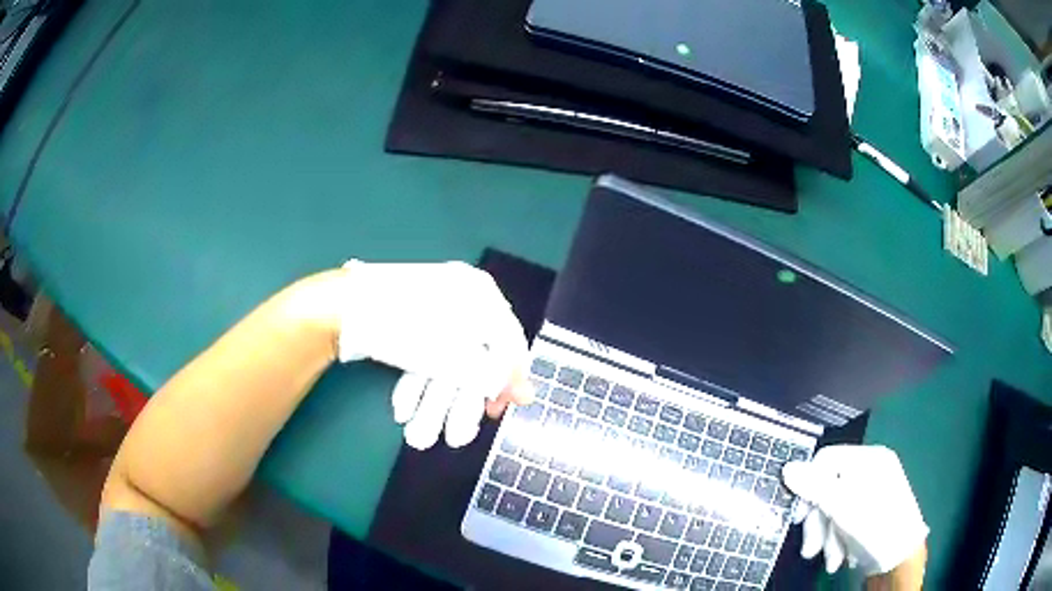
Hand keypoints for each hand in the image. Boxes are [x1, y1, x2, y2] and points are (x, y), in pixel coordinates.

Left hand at [338, 260, 533, 448]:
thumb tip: (529, 396)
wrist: (342, 308)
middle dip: (459, 404)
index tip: (494, 413)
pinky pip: (420, 355)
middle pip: (471, 360)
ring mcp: (429, 310)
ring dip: (434, 404)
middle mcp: (459, 299)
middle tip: (456, 437)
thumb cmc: (407, 325)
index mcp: (479, 293)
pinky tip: (403, 409)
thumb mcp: (457, 353)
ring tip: (421, 437)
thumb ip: (496, 373)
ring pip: (442, 363)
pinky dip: (414, 384)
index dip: (504, 382)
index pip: (507, 343)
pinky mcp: (405, 323)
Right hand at [782, 445, 927, 575]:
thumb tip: (787, 468)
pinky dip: (836, 540)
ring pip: (833, 509)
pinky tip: (839, 556)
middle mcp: (870, 471)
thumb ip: (816, 487)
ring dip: (826, 537)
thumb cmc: (876, 527)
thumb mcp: (844, 508)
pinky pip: (842, 520)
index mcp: (869, 459)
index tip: (798, 517)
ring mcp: (870, 493)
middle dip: (818, 523)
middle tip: (811, 549)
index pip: (826, 460)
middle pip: (828, 488)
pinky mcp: (867, 513)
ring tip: (830, 560)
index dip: (808, 486)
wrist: (900, 559)